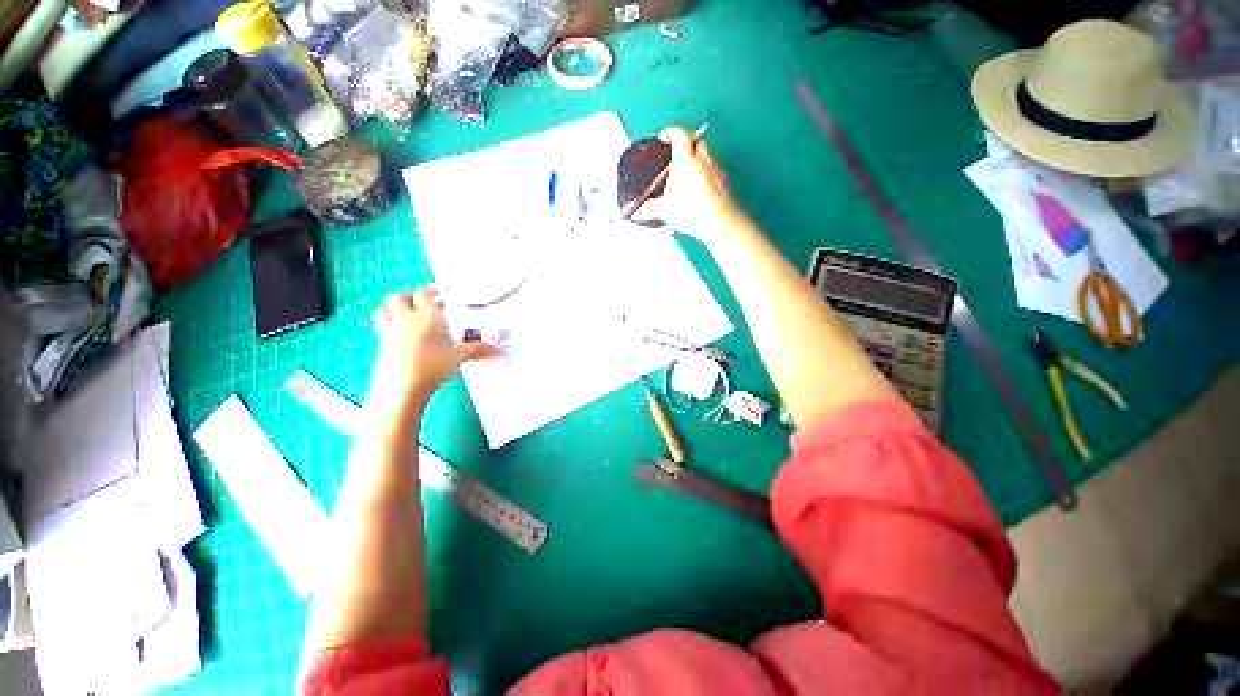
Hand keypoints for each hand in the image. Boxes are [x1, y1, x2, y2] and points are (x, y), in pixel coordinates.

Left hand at [369, 288, 499, 409]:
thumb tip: (497, 349)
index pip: (424, 294)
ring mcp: (390, 331)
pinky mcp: (381, 345)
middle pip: (398, 298)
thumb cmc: (432, 366)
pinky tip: (401, 338)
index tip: (437, 295)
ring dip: (393, 311)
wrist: (402, 387)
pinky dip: (389, 328)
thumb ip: (478, 349)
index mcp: (428, 316)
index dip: (430, 292)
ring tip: (406, 318)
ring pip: (384, 311)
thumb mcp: (459, 357)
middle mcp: (406, 319)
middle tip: (420, 306)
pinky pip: (382, 328)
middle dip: (408, 298)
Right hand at [650, 127, 740, 238]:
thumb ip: (648, 208)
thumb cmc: (691, 211)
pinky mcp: (724, 183)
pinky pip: (714, 172)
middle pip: (696, 141)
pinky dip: (706, 176)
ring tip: (687, 175)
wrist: (718, 221)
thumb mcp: (663, 210)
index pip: (679, 135)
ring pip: (707, 156)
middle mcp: (703, 160)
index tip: (664, 136)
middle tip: (677, 152)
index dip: (670, 133)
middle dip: (687, 143)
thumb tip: (636, 211)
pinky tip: (699, 191)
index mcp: (685, 159)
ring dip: (697, 160)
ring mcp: (716, 170)